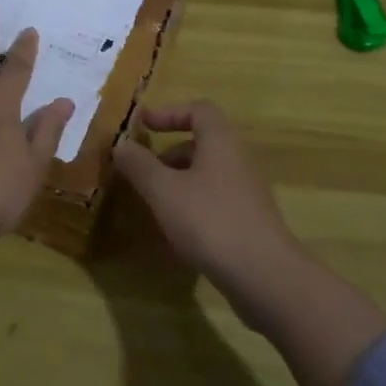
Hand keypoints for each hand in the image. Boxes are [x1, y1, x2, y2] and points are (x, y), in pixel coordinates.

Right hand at [112, 101, 301, 290]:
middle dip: (169, 153)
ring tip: (155, 203)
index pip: (198, 109)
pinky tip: (178, 230)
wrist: (265, 275)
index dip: (169, 112)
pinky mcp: (249, 220)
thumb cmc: (210, 221)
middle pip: (202, 142)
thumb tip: (120, 143)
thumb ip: (139, 165)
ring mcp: (247, 191)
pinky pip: (216, 199)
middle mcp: (238, 159)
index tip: (143, 126)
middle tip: (143, 171)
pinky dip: (193, 204)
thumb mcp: (164, 191)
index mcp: (220, 141)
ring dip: (179, 180)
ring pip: (208, 173)